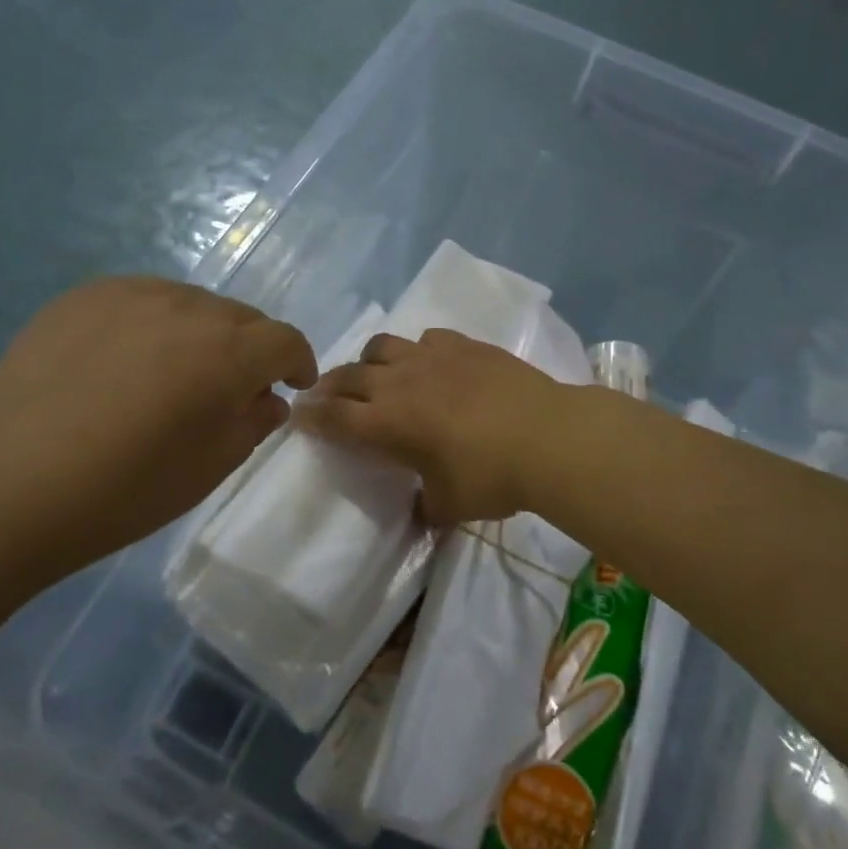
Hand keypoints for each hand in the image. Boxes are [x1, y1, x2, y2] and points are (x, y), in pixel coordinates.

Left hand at [0, 278, 315, 577]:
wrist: (7, 486)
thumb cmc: (124, 491)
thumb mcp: (210, 468)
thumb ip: (253, 422)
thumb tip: (266, 397)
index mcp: (227, 352)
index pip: (285, 339)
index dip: (297, 361)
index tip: (291, 385)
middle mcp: (186, 307)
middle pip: (241, 316)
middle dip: (250, 349)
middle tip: (231, 387)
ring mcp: (129, 294)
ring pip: (191, 303)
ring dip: (201, 332)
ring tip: (175, 371)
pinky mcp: (82, 296)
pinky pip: (140, 299)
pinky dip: (152, 323)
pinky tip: (125, 360)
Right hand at [294, 329, 571, 523]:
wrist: (549, 436)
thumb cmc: (492, 477)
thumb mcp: (450, 505)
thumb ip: (427, 506)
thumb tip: (422, 509)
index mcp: (388, 423)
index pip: (335, 417)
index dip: (312, 417)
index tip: (298, 415)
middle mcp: (400, 382)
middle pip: (349, 376)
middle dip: (330, 386)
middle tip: (325, 396)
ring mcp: (432, 357)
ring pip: (382, 346)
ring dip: (370, 362)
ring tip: (377, 376)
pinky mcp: (464, 344)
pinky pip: (426, 338)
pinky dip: (417, 351)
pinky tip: (431, 365)